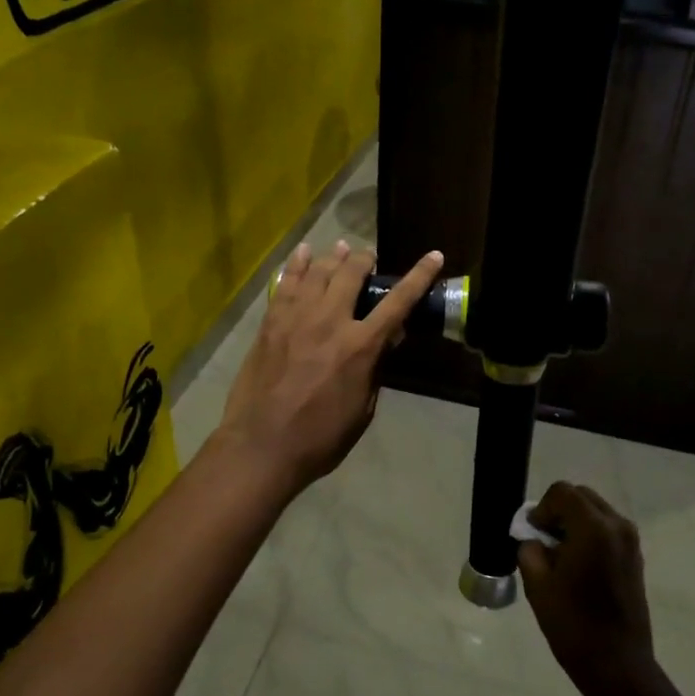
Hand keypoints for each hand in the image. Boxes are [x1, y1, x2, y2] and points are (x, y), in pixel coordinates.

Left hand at [217, 241, 442, 493]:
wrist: (261, 446)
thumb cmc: (320, 438)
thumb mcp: (362, 409)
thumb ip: (375, 370)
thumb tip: (387, 341)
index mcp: (360, 347)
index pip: (397, 303)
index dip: (418, 277)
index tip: (433, 256)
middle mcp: (330, 321)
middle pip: (351, 274)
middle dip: (364, 260)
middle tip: (368, 258)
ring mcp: (296, 318)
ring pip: (318, 271)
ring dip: (334, 257)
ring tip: (341, 249)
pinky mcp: (270, 323)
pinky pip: (286, 283)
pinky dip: (297, 264)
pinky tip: (303, 253)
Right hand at [517, 483, 655, 695]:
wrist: (617, 665)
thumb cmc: (573, 625)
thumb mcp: (538, 584)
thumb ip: (530, 549)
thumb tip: (533, 537)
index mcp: (593, 528)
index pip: (562, 493)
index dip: (541, 508)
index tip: (532, 534)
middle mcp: (617, 525)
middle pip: (581, 496)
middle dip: (558, 511)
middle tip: (543, 541)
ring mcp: (630, 540)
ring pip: (595, 511)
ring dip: (574, 522)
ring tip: (559, 554)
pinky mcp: (635, 556)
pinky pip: (607, 528)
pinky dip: (589, 534)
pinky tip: (577, 564)